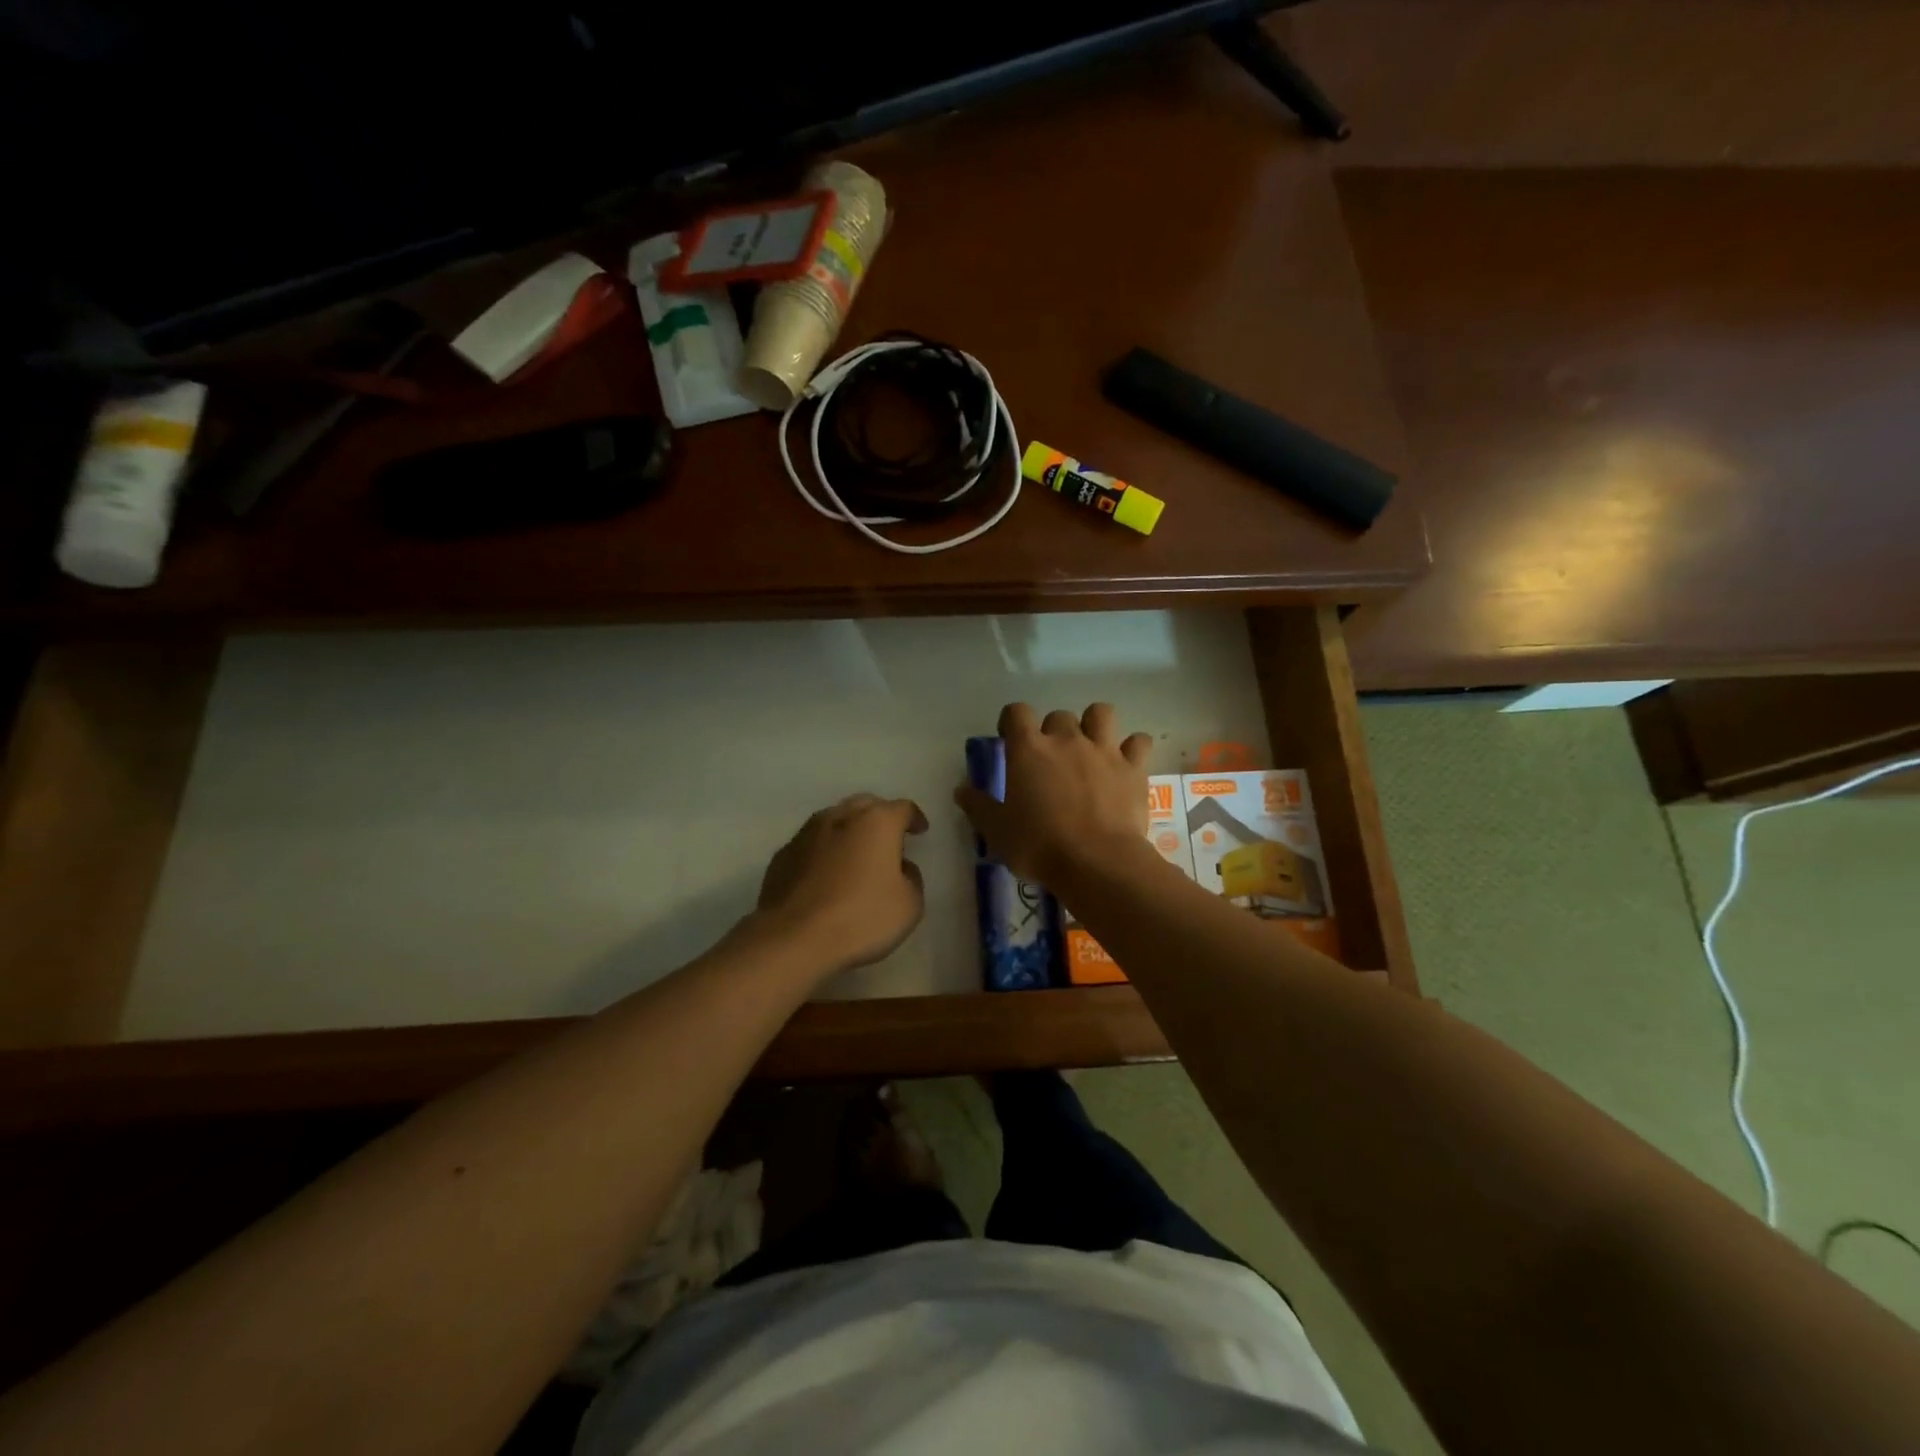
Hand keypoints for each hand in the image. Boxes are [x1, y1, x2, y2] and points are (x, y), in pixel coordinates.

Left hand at [755, 794, 928, 975]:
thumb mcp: (910, 905)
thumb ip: (911, 878)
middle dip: (880, 817)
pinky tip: (826, 874)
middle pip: (866, 805)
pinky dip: (824, 851)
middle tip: (889, 839)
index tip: (920, 831)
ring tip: (856, 854)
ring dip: (849, 831)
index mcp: (877, 822)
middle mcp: (841, 816)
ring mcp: (806, 833)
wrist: (794, 938)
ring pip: (835, 820)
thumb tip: (900, 868)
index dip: (914, 819)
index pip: (903, 808)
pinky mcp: (783, 855)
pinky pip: (812, 844)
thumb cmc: (861, 917)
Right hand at [953, 703, 1153, 886]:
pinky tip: (1126, 763)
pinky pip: (1138, 742)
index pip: (1016, 712)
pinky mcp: (1133, 768)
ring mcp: (1103, 750)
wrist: (1096, 862)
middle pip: (1058, 715)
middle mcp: (1066, 739)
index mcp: (1028, 749)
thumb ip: (978, 806)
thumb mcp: (996, 831)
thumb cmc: (1038, 846)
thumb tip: (961, 790)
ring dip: (1094, 725)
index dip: (1011, 721)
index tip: (1010, 739)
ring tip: (1091, 747)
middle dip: (1053, 731)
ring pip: (1101, 713)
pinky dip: (1133, 748)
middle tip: (1051, 759)